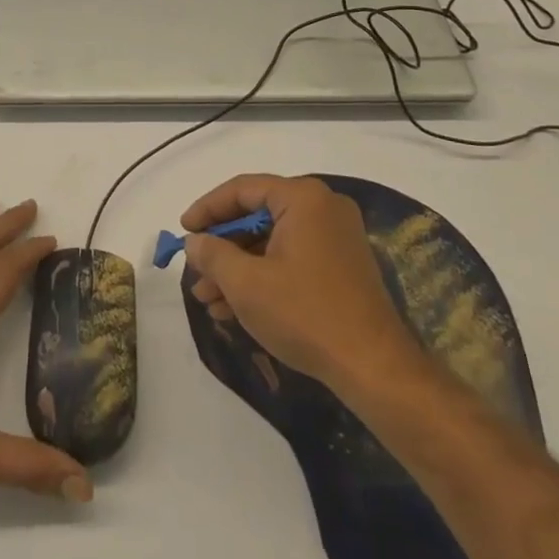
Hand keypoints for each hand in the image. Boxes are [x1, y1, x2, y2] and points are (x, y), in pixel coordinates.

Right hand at [182, 174, 425, 391]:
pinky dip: (263, 277)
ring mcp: (336, 238)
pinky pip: (291, 259)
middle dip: (222, 247)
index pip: (243, 189)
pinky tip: (234, 308)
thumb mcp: (246, 283)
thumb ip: (212, 254)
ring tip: (207, 299)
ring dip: (238, 268)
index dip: (207, 209)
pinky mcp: (342, 267)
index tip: (183, 230)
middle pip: (257, 216)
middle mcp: (323, 208)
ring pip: (272, 242)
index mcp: (303, 198)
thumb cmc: (305, 314)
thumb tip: (194, 242)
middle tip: (195, 269)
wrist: (375, 369)